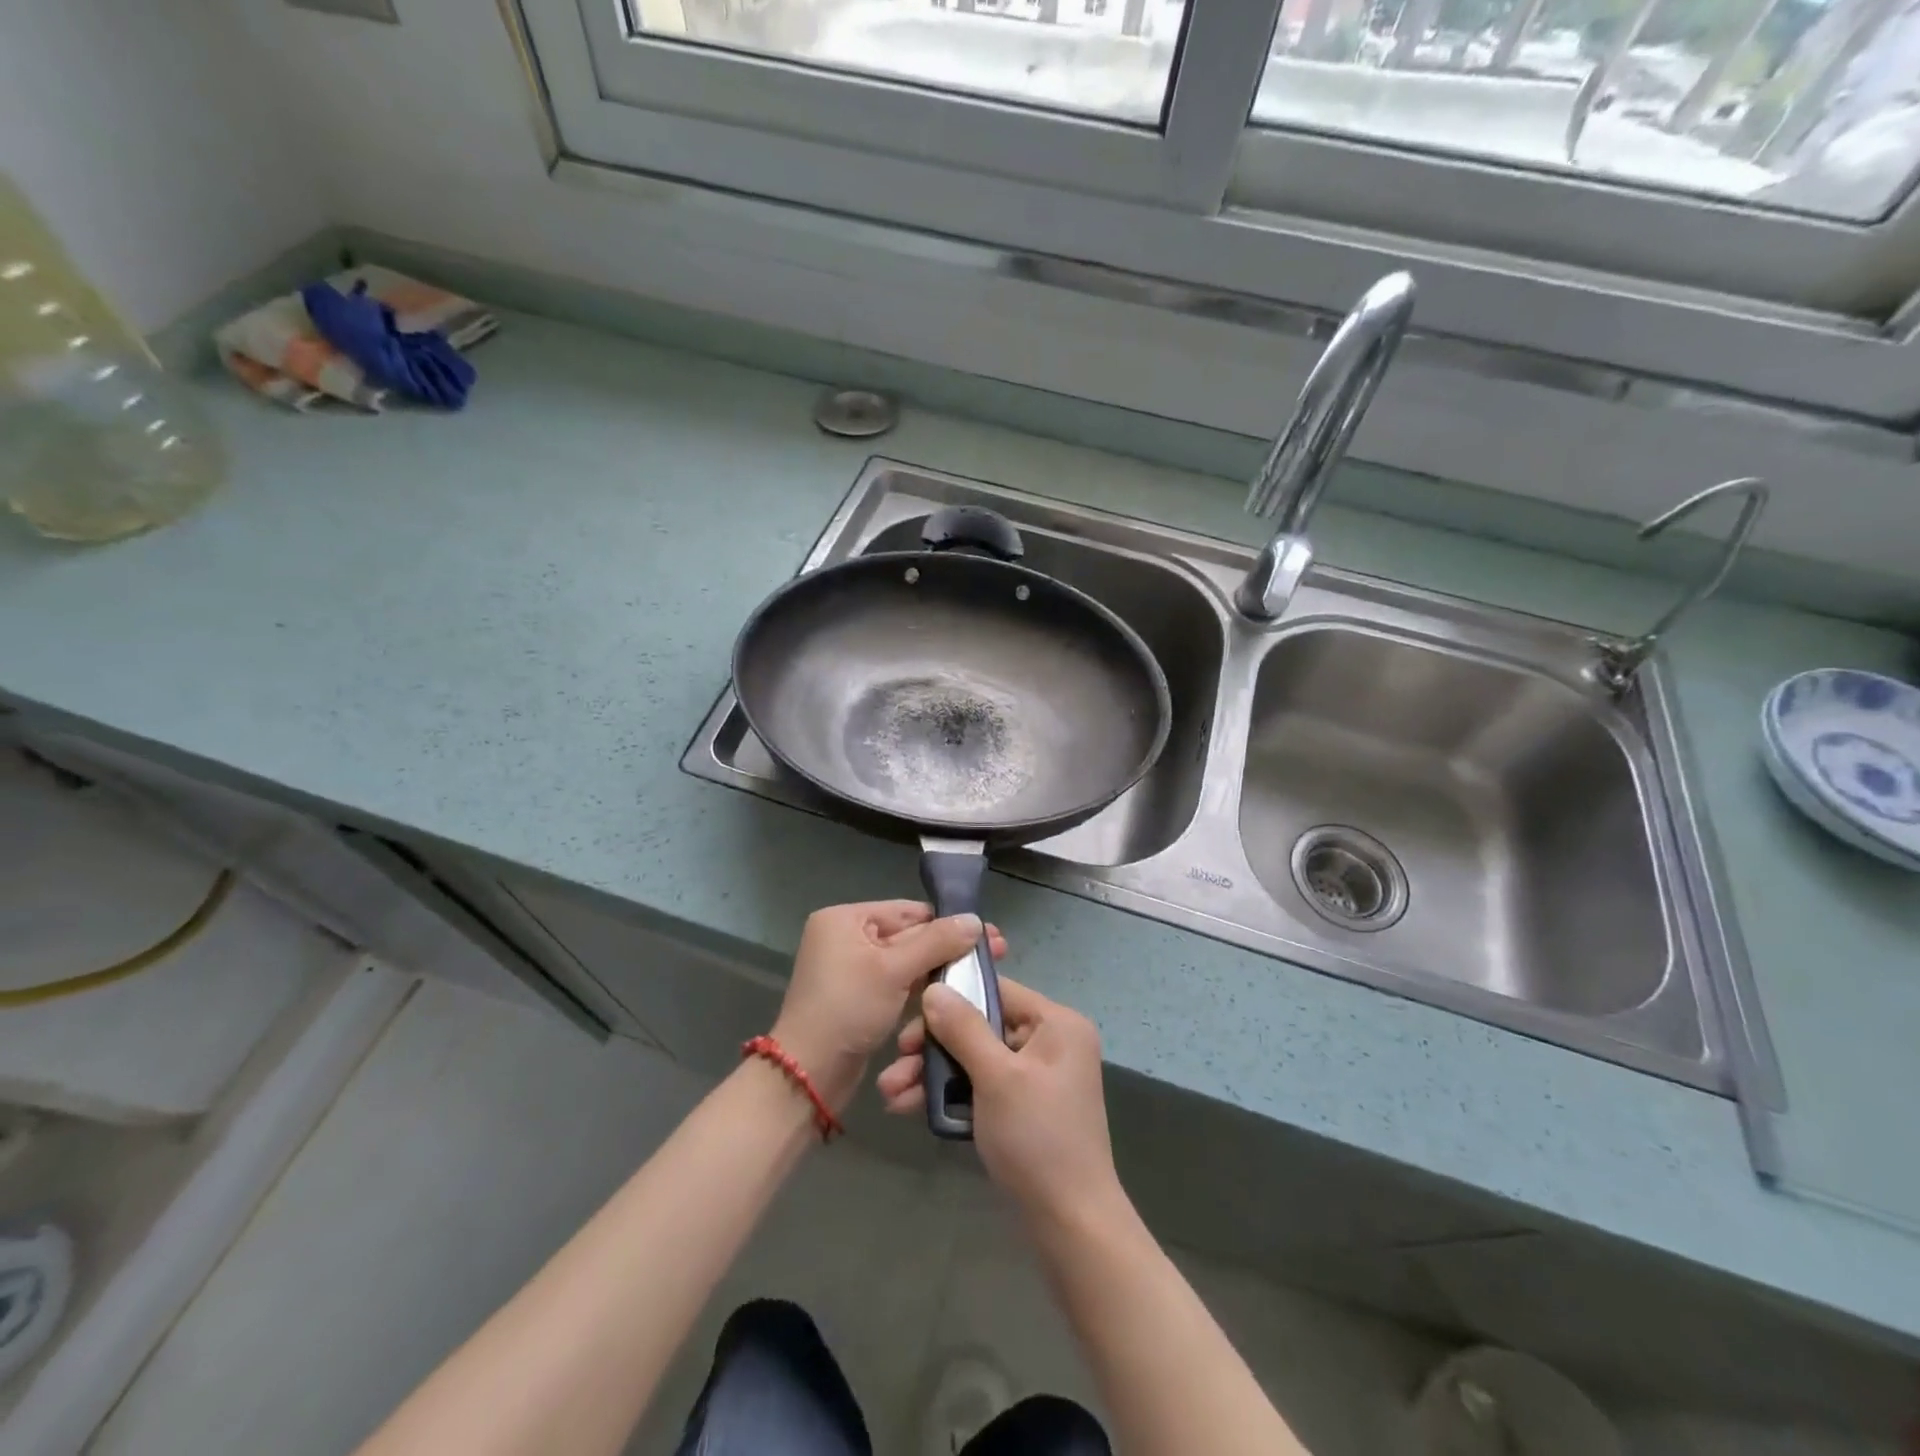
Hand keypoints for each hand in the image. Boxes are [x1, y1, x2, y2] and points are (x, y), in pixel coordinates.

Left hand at [772, 901, 1007, 1114]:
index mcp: (845, 919)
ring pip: (906, 962)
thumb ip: (936, 942)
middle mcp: (846, 937)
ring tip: (983, 972)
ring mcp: (852, 969)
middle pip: (909, 935)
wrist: (809, 1074)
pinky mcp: (860, 997)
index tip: (988, 933)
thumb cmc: (847, 1009)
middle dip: (949, 946)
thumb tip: (976, 919)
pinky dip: (922, 987)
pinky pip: (897, 983)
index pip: (908, 911)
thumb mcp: (894, 970)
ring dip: (940, 968)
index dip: (949, 922)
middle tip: (997, 951)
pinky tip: (955, 990)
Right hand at [877, 976, 1122, 1226]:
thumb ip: (963, 1029)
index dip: (952, 1000)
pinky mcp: (1024, 1108)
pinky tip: (910, 1108)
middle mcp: (1050, 1042)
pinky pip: (982, 1087)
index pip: (997, 991)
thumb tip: (934, 988)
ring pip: (975, 1060)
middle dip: (933, 1048)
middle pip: (981, 1027)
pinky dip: (951, 1096)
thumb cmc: (1037, 1139)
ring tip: (889, 1094)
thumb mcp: (996, 1077)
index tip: (910, 1021)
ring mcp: (1037, 1077)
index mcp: (1056, 1023)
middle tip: (895, 1065)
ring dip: (933, 1075)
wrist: (1071, 1225)